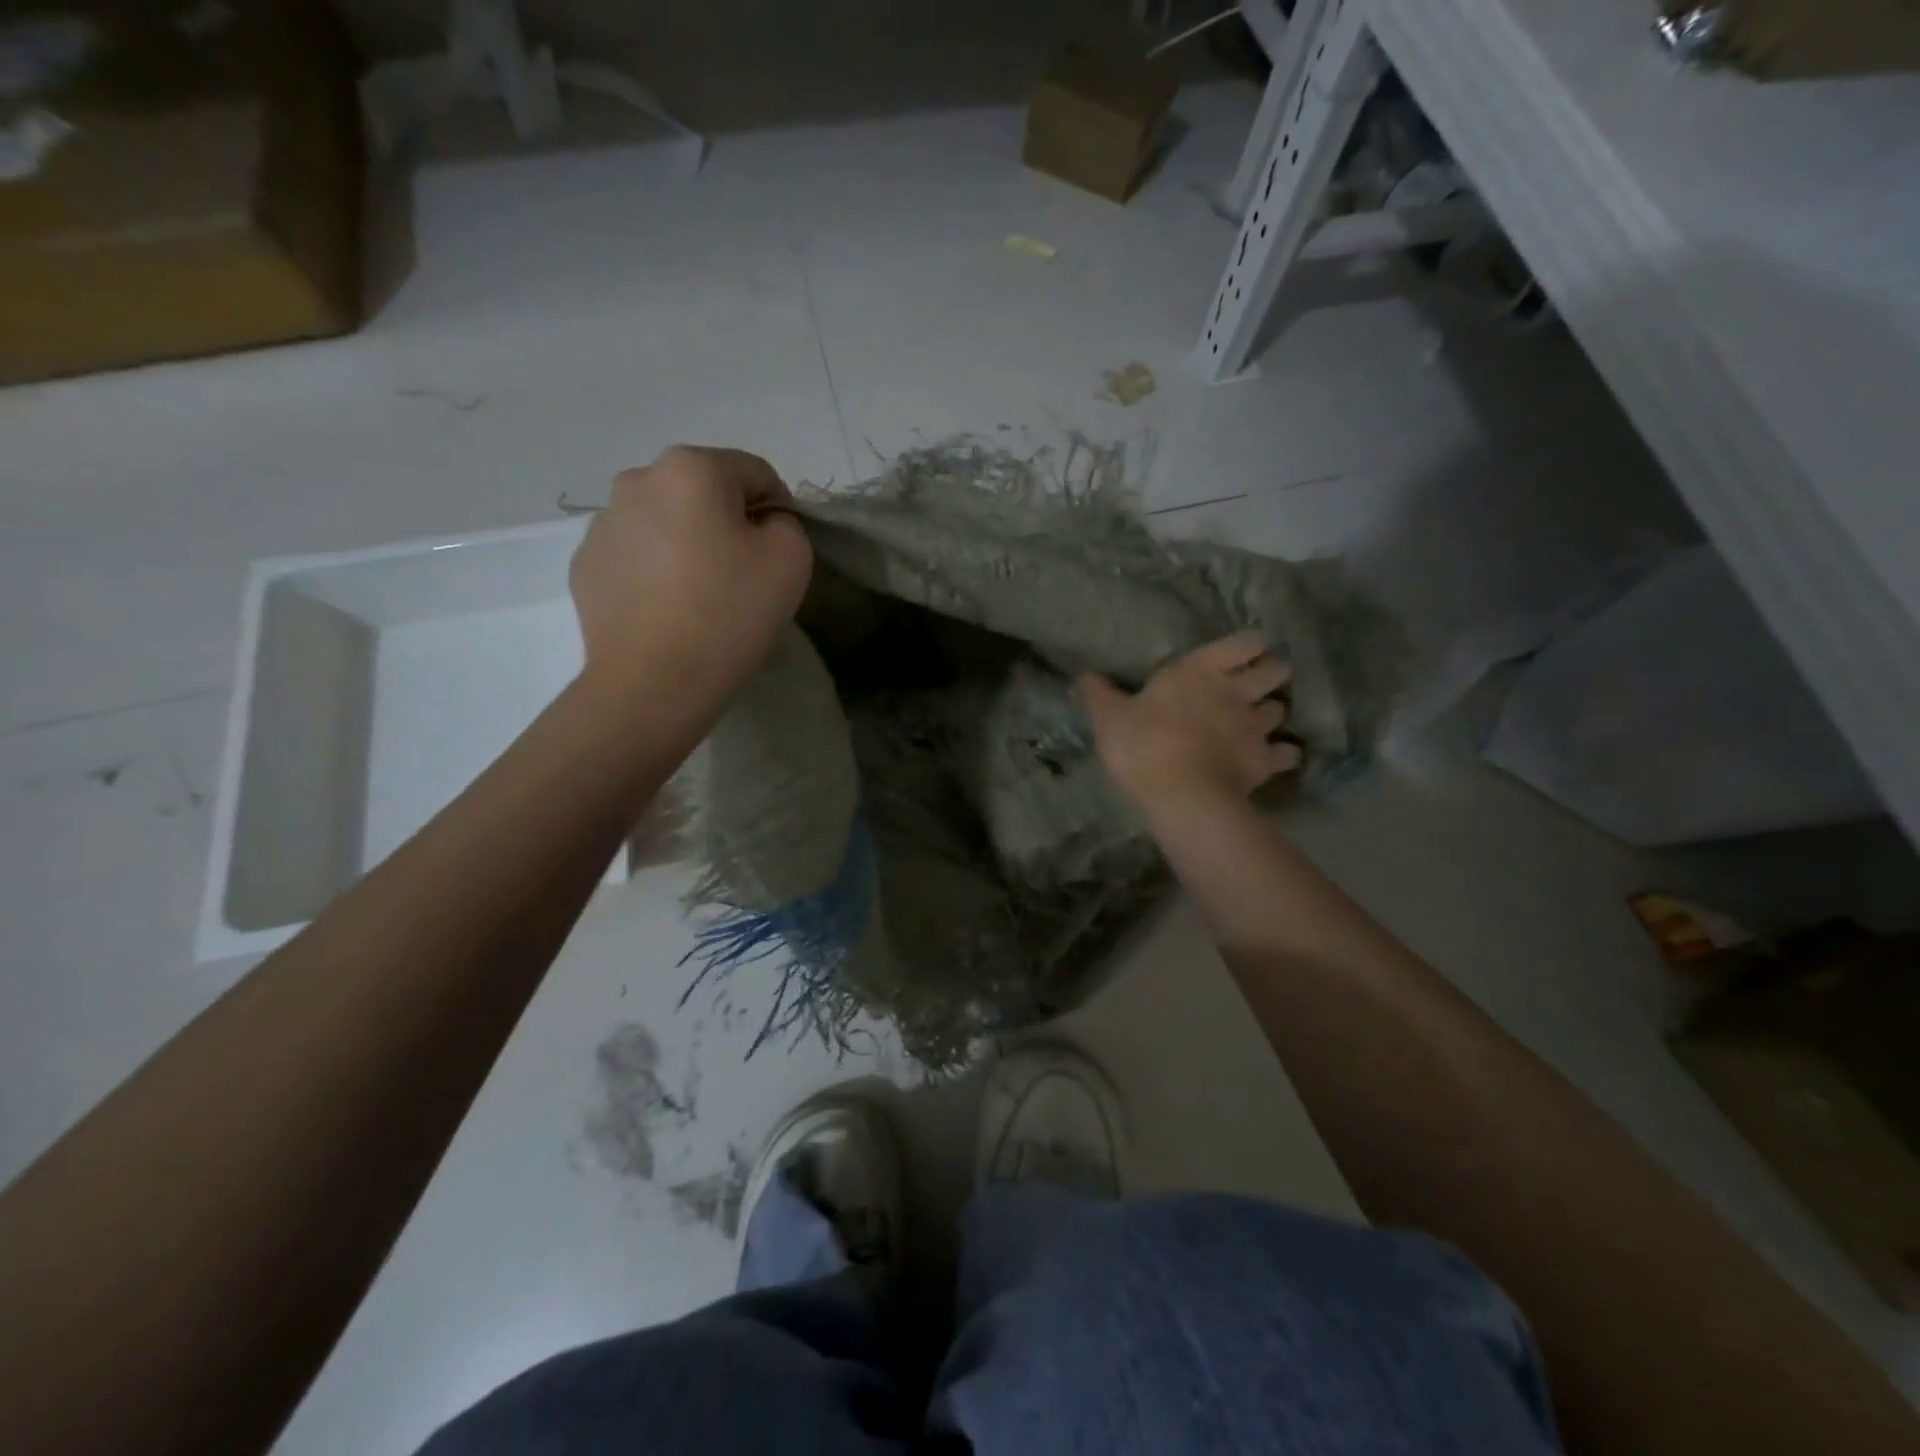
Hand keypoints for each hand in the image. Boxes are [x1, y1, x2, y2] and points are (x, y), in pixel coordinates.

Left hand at [570, 445, 812, 697]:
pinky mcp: (585, 564)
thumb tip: (759, 524)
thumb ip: (786, 523)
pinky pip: (637, 554)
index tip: (778, 556)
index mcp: (691, 468)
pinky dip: (657, 571)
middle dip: (728, 524)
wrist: (653, 682)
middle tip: (742, 577)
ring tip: (701, 597)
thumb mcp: (791, 558)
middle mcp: (638, 479)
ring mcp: (604, 522)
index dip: (778, 512)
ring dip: (689, 544)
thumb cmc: (729, 613)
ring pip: (667, 521)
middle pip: (705, 492)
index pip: (755, 473)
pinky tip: (668, 610)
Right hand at [1080, 634, 1301, 810]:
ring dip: (1271, 713)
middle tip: (1257, 684)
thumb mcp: (1108, 717)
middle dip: (1272, 673)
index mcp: (1200, 671)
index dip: (1248, 646)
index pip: (1243, 642)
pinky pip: (1286, 753)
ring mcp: (1256, 727)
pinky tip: (1273, 759)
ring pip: (1279, 710)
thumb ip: (1098, 693)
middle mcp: (1236, 691)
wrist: (1181, 796)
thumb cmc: (1143, 746)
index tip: (1242, 653)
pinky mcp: (1266, 761)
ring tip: (1258, 722)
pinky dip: (1283, 754)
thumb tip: (1083, 674)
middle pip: (1275, 671)